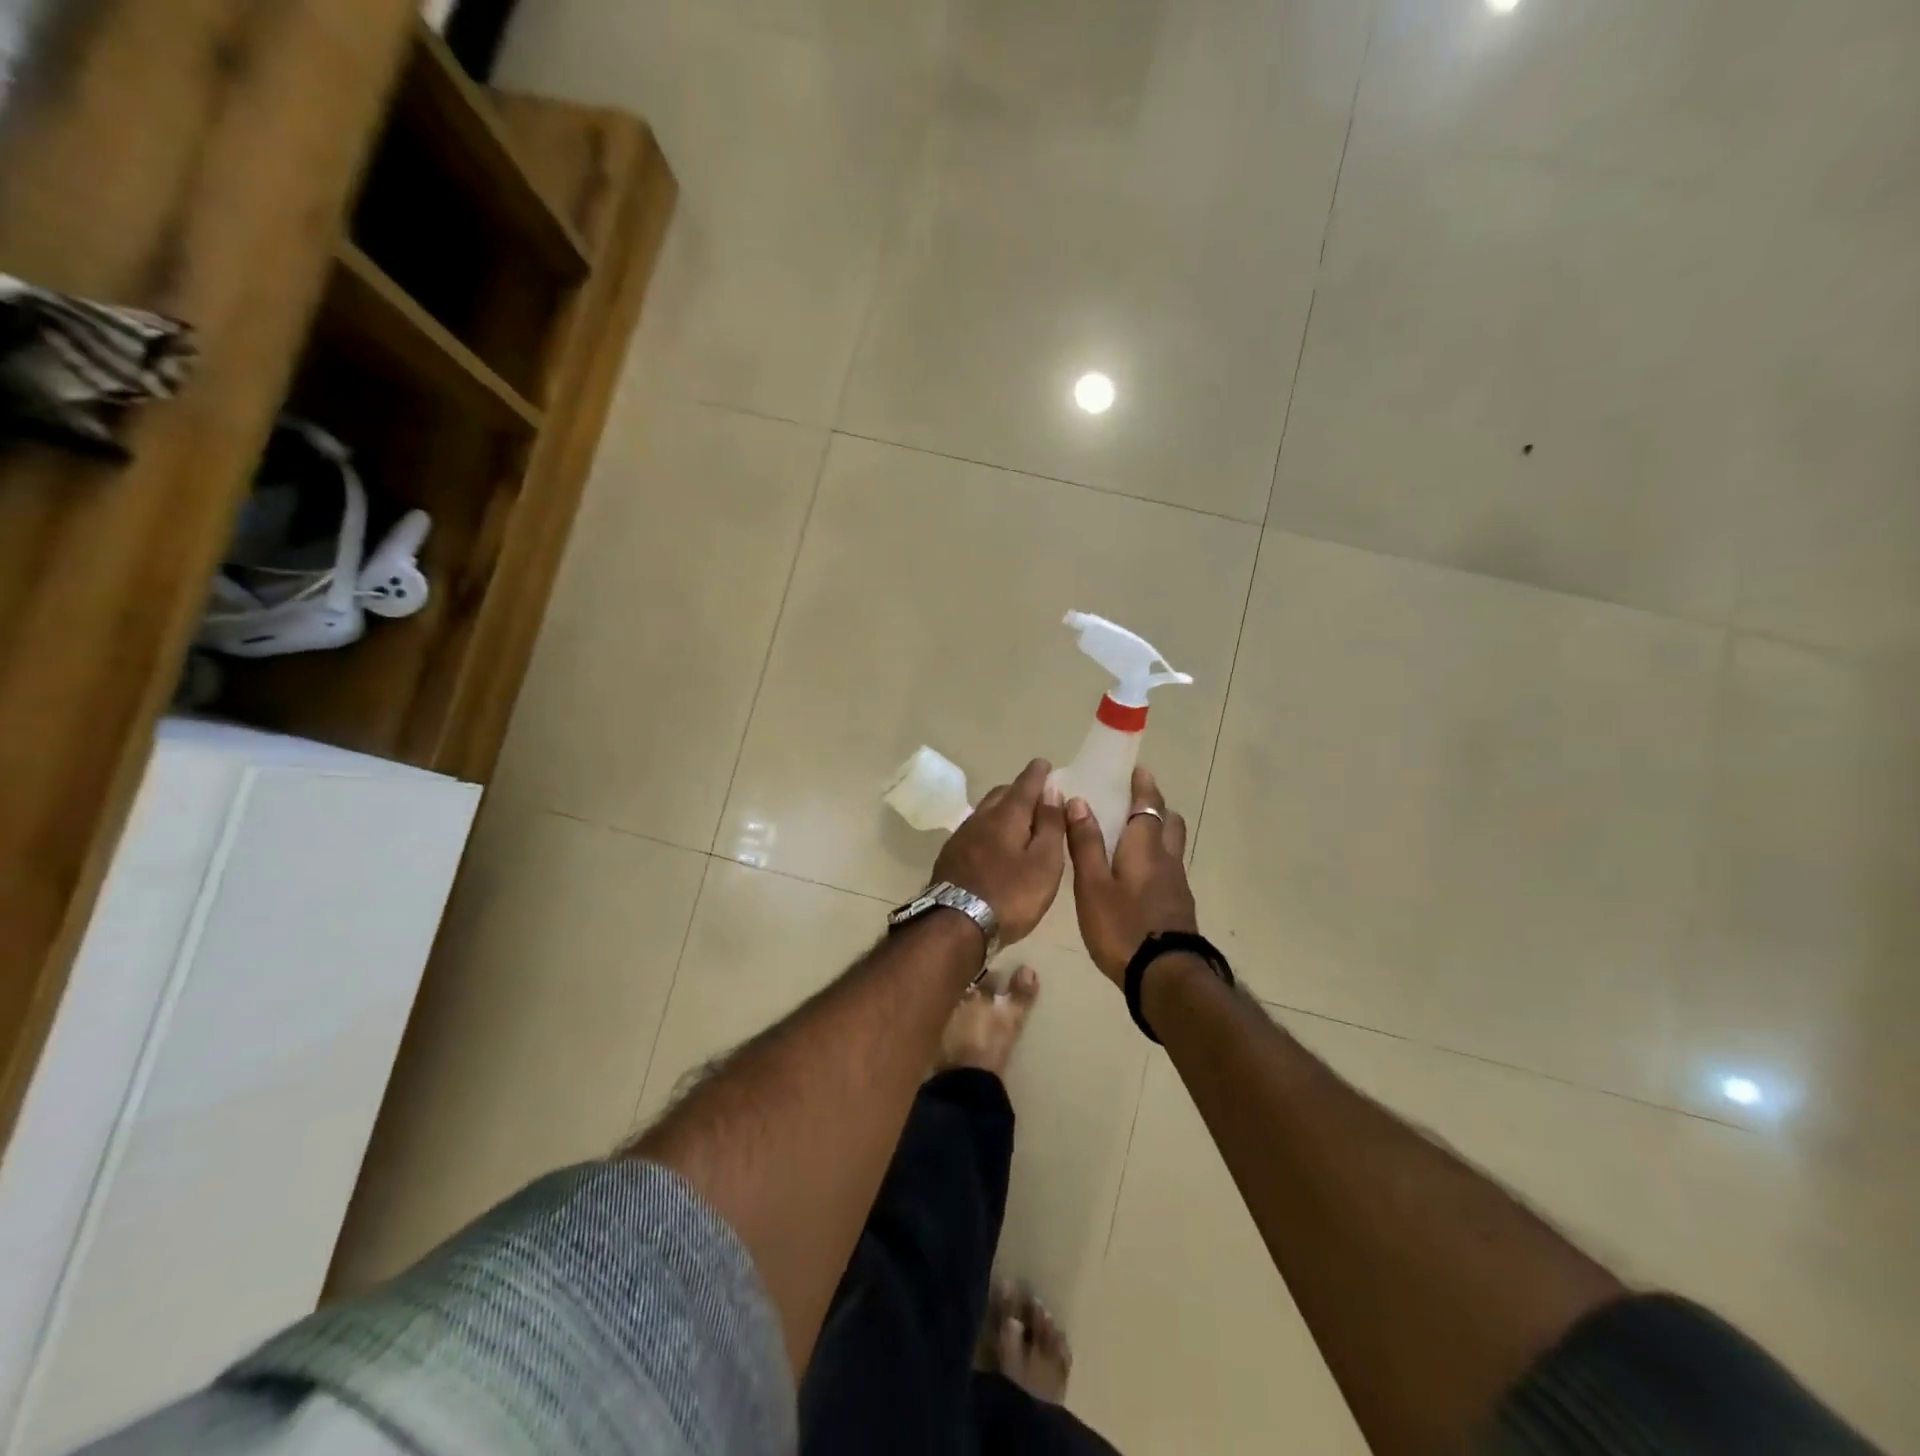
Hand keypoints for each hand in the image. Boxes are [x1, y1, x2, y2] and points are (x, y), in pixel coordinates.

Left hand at [931, 758, 1066, 945]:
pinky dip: (989, 828)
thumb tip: (1052, 790)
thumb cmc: (1010, 895)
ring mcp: (961, 837)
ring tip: (1017, 820)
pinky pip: (975, 831)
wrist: (955, 925)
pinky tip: (994, 844)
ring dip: (1002, 809)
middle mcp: (981, 818)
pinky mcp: (950, 856)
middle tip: (1036, 796)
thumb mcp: (1044, 862)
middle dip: (1019, 790)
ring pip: (985, 812)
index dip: (1037, 774)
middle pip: (1001, 794)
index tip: (1044, 765)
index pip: (1025, 784)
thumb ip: (1050, 825)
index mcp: (1007, 816)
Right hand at [1066, 766, 1197, 984]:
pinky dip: (1155, 860)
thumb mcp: (1093, 885)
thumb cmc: (1122, 926)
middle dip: (1155, 807)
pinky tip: (1136, 877)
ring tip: (1130, 839)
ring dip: (1157, 834)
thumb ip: (1086, 843)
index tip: (1137, 770)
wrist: (1165, 977)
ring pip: (1171, 847)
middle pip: (1170, 822)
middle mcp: (1167, 859)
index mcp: (1146, 847)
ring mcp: (1177, 885)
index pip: (1149, 805)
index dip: (1143, 786)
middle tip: (1133, 803)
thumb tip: (1079, 801)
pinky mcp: (1178, 907)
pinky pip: (1168, 870)